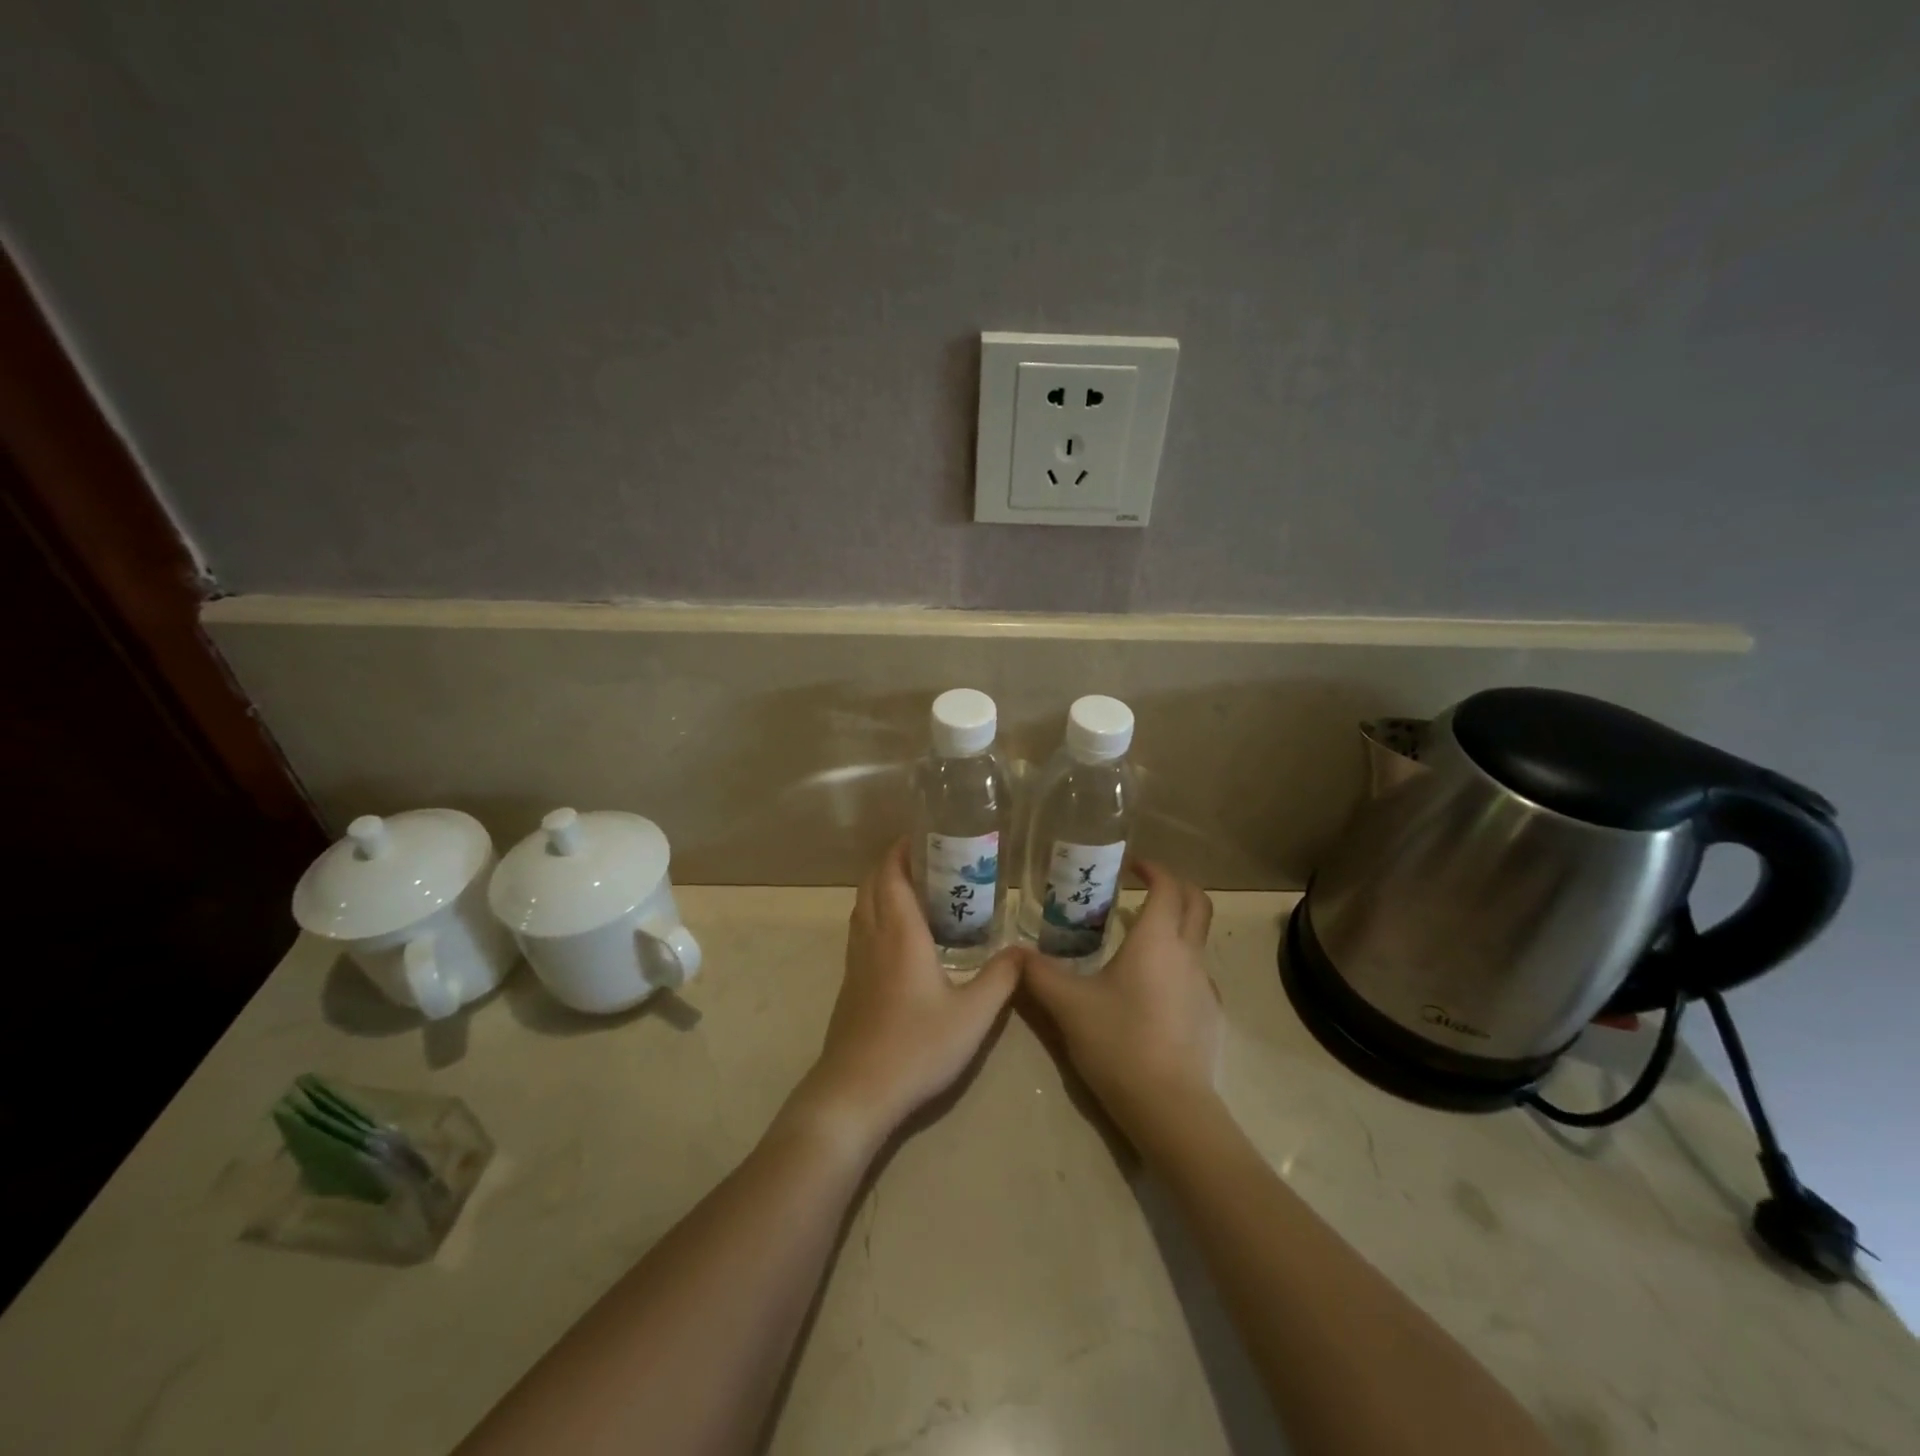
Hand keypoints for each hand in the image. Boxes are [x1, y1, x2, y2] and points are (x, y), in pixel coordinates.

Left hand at [788, 841, 1019, 1154]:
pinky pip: (861, 929)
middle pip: (873, 883)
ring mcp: (856, 960)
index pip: (891, 874)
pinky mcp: (851, 983)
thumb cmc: (917, 1046)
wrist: (857, 1091)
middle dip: (894, 861)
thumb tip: (1025, 950)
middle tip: (929, 856)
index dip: (902, 848)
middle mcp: (873, 936)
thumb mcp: (973, 1015)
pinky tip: (901, 934)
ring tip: (917, 886)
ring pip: (863, 906)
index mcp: (899, 933)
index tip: (925, 833)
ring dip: (882, 885)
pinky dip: (876, 912)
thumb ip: (1001, 979)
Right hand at [1021, 860, 1220, 1150]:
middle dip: (1175, 886)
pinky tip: (1152, 988)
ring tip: (1140, 939)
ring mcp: (1205, 986)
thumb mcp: (1068, 1004)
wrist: (1170, 1107)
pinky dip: (1179, 963)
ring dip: (1177, 926)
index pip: (1166, 886)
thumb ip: (1038, 973)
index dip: (1152, 869)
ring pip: (1199, 939)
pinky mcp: (1211, 1016)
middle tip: (1144, 887)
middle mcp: (1188, 955)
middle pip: (1197, 903)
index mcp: (1157, 940)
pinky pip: (1197, 974)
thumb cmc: (1118, 1041)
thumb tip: (1012, 951)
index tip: (1131, 864)